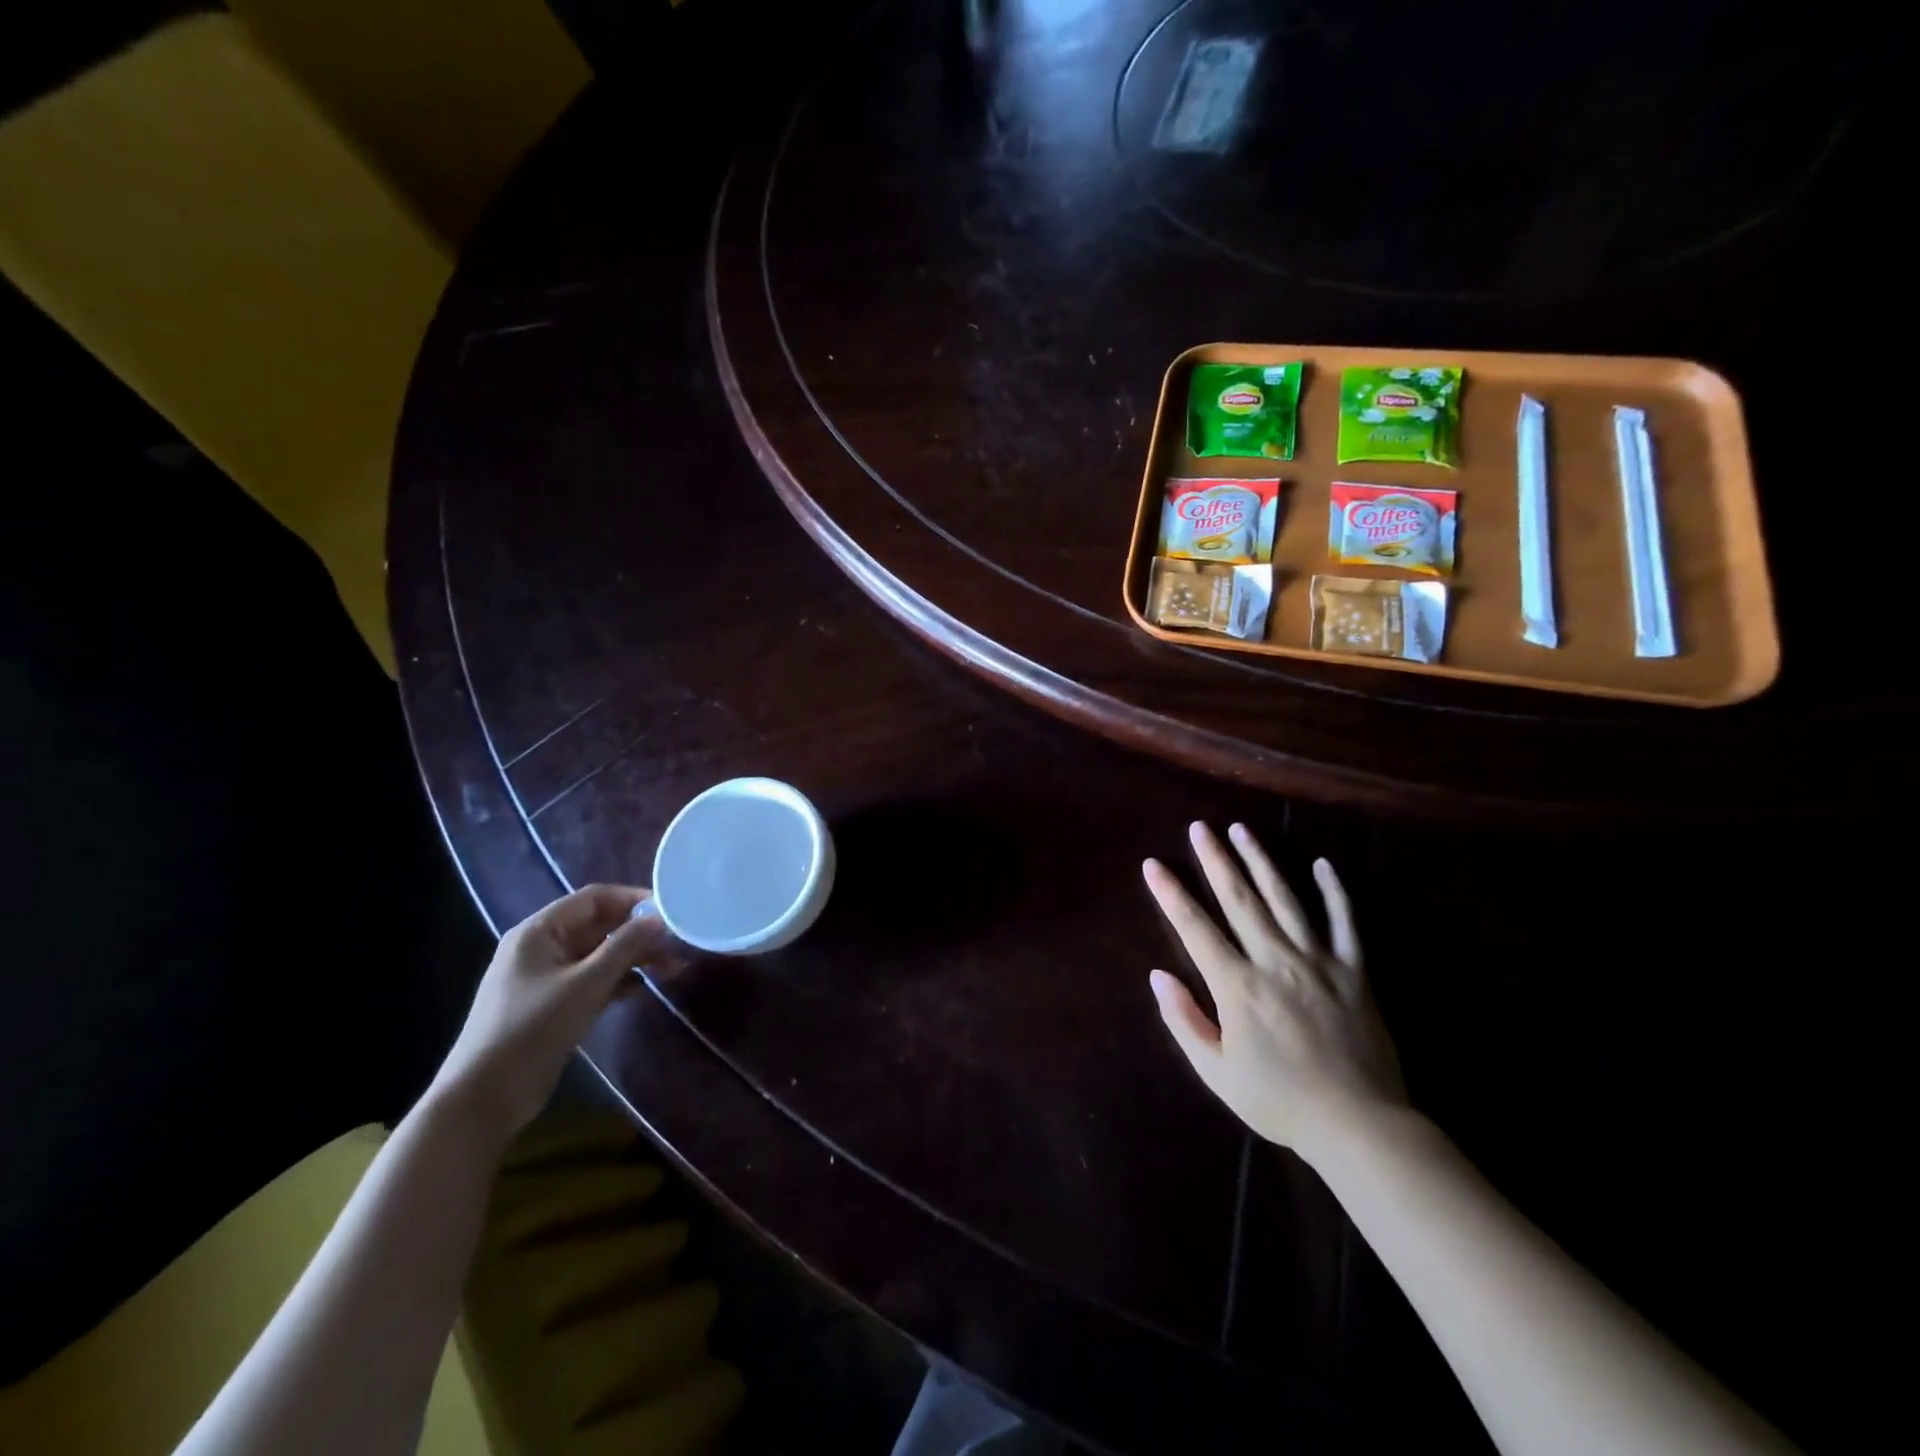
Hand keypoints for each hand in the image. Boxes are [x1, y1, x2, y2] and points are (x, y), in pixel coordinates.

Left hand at [428, 884, 665, 1136]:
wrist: (483, 1099)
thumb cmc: (532, 1030)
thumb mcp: (586, 985)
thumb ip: (626, 947)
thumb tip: (661, 919)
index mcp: (539, 931)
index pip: (595, 898)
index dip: (634, 899)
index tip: (671, 911)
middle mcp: (540, 946)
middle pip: (599, 925)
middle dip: (639, 933)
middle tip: (678, 945)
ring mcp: (544, 976)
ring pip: (598, 954)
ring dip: (633, 958)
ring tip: (671, 969)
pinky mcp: (550, 1004)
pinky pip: (591, 979)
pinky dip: (617, 980)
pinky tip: (641, 991)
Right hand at [1144, 822, 1405, 1161]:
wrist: (1359, 1126)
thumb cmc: (1280, 1102)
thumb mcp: (1217, 1072)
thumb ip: (1184, 1021)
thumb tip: (1158, 976)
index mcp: (1238, 986)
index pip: (1195, 928)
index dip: (1171, 894)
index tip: (1153, 864)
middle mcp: (1275, 961)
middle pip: (1239, 900)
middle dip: (1215, 860)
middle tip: (1199, 827)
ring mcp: (1318, 962)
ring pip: (1285, 900)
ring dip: (1261, 861)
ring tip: (1242, 830)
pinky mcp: (1355, 972)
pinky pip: (1345, 923)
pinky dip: (1334, 892)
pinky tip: (1321, 864)